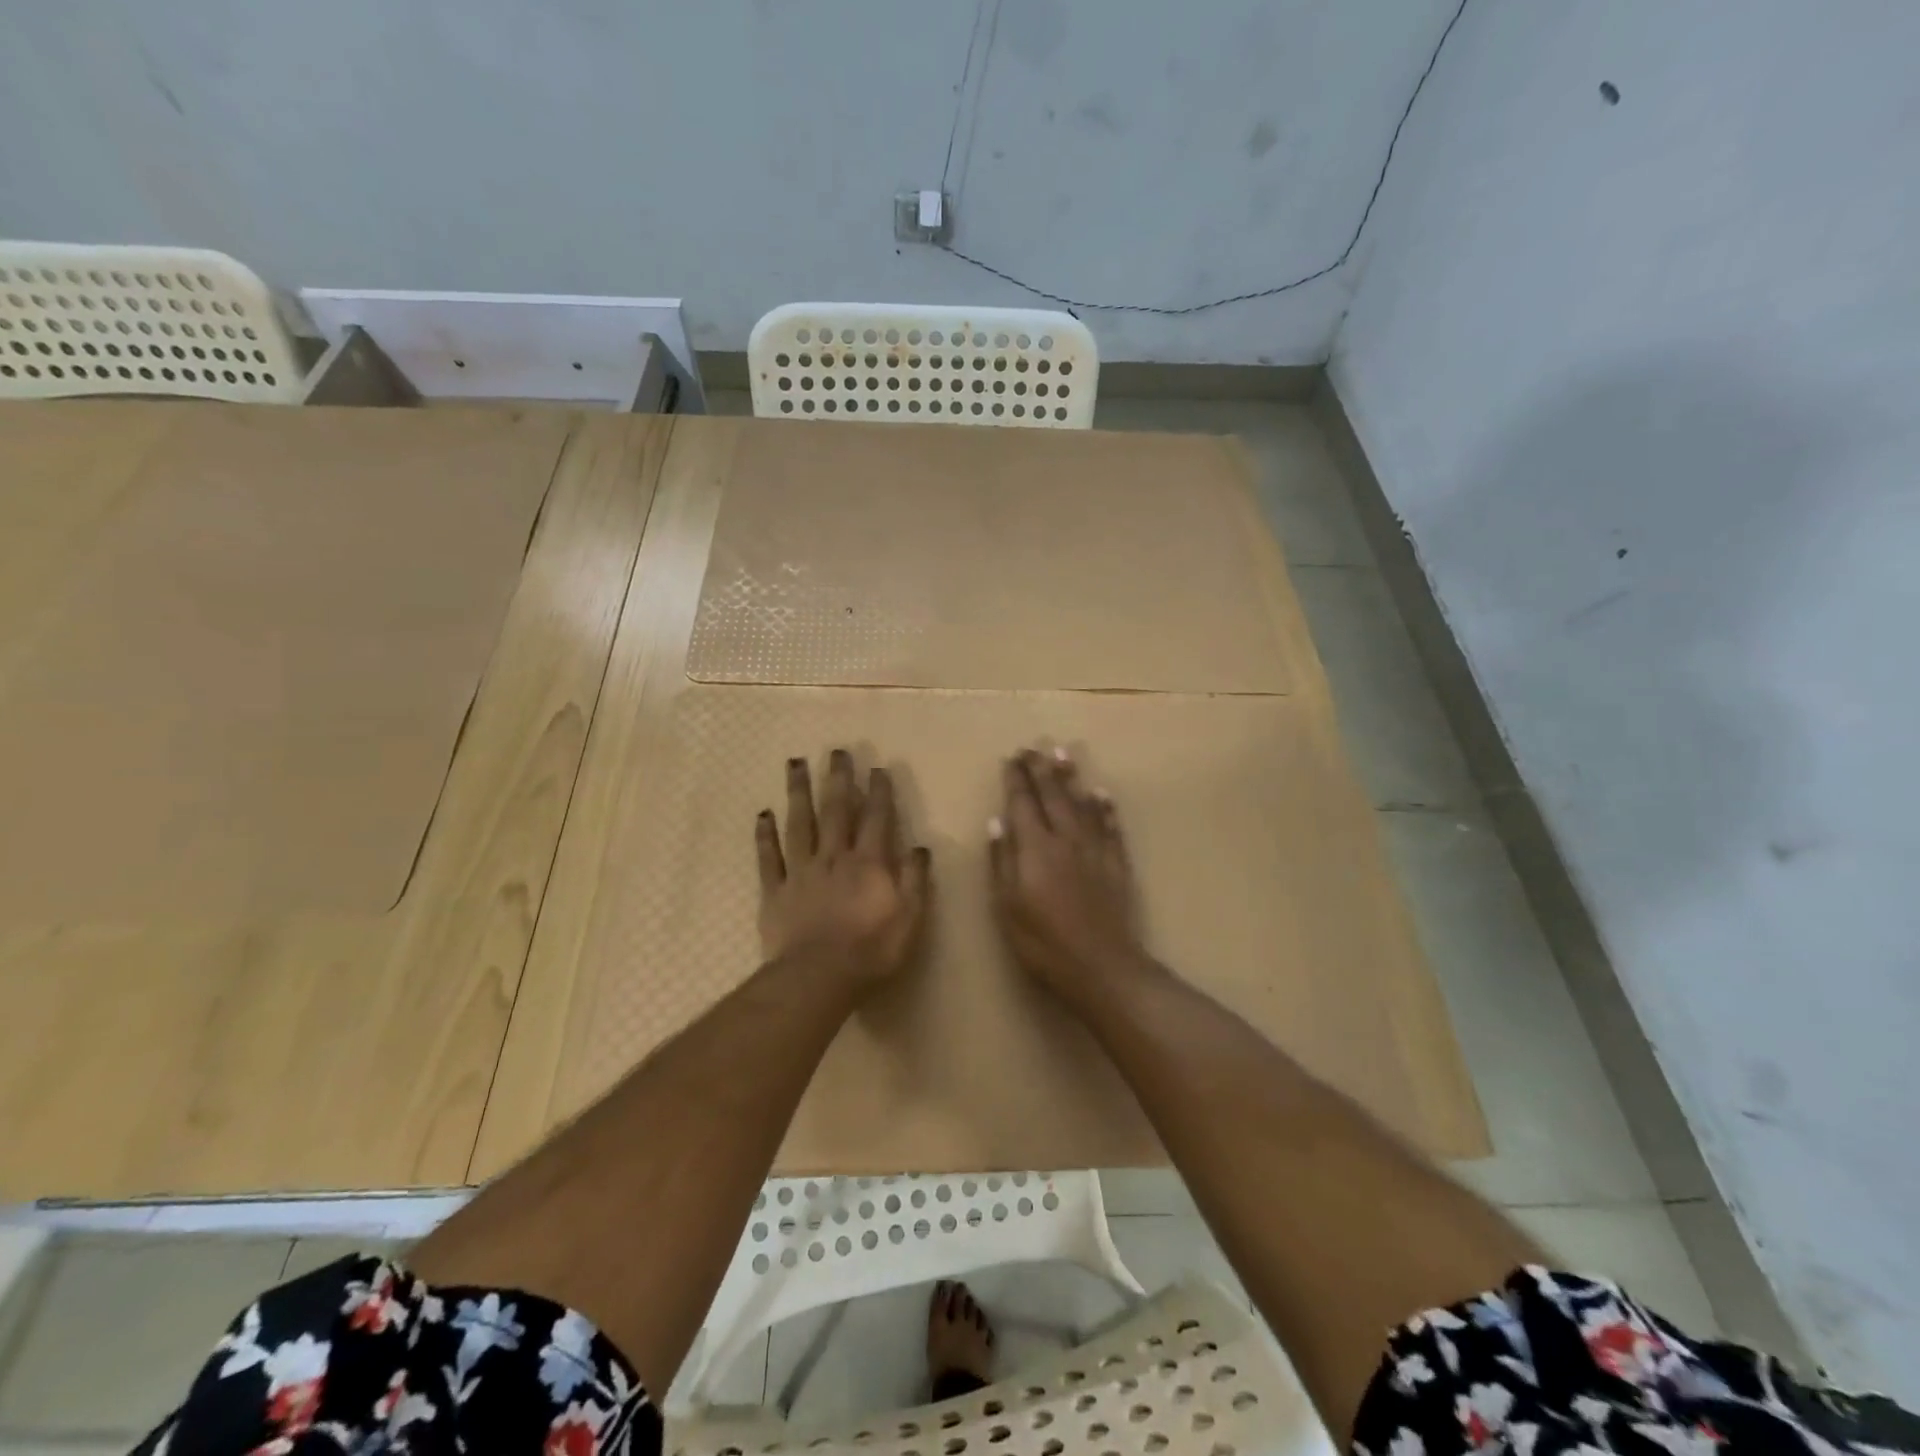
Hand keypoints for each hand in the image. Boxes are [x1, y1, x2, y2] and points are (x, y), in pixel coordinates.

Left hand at [757, 749, 932, 991]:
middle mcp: (833, 858)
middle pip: (835, 811)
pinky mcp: (775, 891)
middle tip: (836, 751)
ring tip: (795, 763)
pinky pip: (769, 858)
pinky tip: (762, 813)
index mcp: (868, 864)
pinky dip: (764, 835)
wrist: (817, 979)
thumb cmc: (870, 951)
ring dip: (798, 792)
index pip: (876, 819)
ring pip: (799, 824)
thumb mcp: (909, 919)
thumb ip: (915, 880)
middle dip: (838, 779)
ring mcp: (801, 872)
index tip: (877, 767)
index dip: (878, 792)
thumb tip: (920, 847)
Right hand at [988, 748, 1147, 1006]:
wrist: (1101, 966)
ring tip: (1063, 754)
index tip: (1011, 758)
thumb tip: (997, 821)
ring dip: (1071, 777)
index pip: (1023, 803)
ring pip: (1082, 803)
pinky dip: (1104, 807)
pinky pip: (1110, 826)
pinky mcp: (1116, 863)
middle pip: (1052, 795)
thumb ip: (1002, 861)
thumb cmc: (1043, 942)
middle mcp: (1065, 838)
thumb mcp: (1007, 906)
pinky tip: (1101, 793)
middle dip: (1040, 770)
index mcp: (1034, 848)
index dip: (1016, 779)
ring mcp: (1094, 849)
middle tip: (1033, 747)